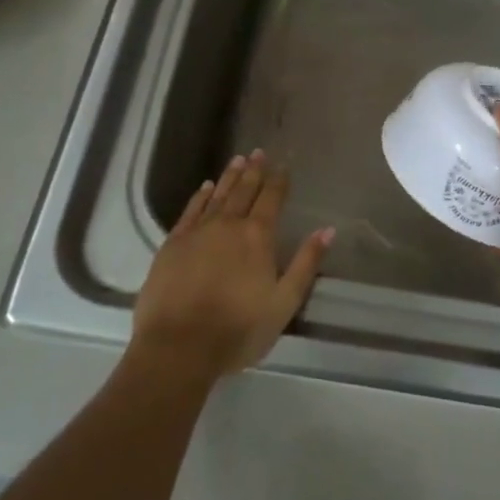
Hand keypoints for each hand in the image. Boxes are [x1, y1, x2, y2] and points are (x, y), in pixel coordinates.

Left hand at [131, 150, 333, 382]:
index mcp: (257, 237)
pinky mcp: (172, 244)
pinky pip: (190, 211)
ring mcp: (197, 232)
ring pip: (217, 196)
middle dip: (253, 171)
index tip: (283, 165)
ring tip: (237, 160)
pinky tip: (205, 188)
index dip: (279, 181)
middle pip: (243, 191)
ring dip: (229, 177)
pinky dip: (200, 196)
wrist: (178, 347)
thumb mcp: (284, 302)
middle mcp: (228, 225)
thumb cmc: (238, 330)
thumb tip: (327, 230)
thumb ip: (306, 263)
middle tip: (258, 153)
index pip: (271, 199)